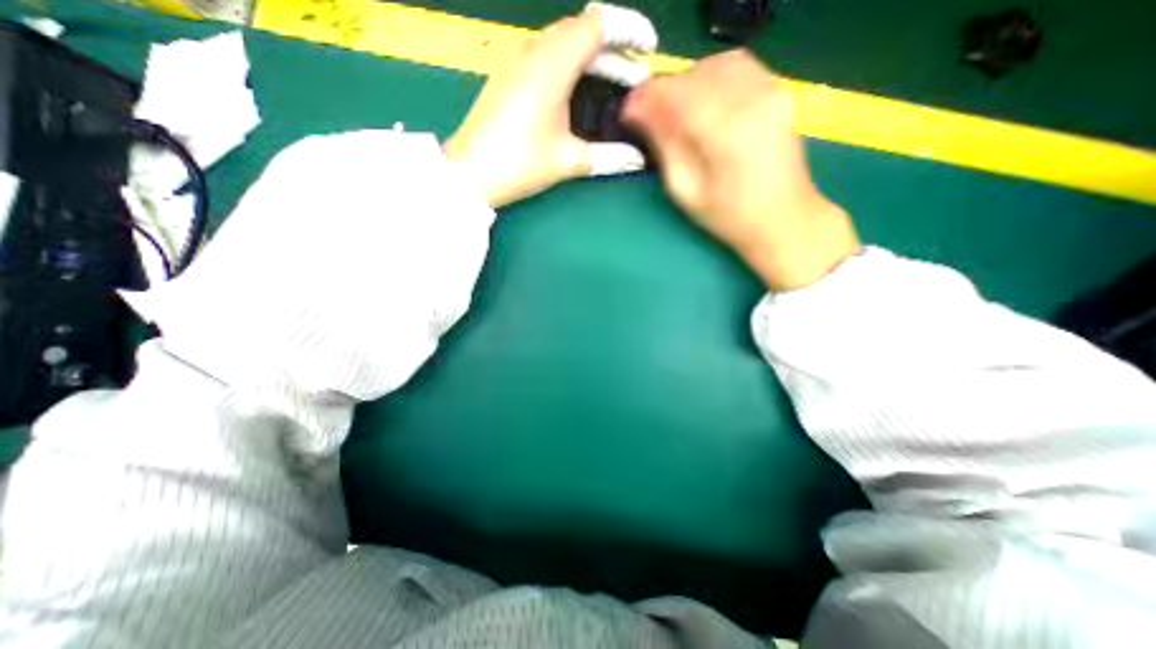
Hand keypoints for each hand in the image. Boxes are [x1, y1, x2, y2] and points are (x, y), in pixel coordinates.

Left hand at [443, 8, 639, 207]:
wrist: (471, 174)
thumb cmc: (519, 163)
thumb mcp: (568, 161)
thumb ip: (608, 157)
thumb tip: (638, 160)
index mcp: (551, 64)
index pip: (598, 24)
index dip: (629, 31)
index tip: (649, 49)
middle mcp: (533, 52)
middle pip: (582, 31)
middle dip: (615, 50)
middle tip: (635, 78)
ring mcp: (517, 62)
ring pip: (564, 42)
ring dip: (593, 58)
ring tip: (614, 85)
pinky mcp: (509, 76)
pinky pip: (547, 55)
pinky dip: (572, 65)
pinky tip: (580, 91)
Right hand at [624, 51, 857, 294]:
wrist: (783, 218)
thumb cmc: (728, 215)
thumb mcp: (685, 189)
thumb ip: (664, 145)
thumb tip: (639, 113)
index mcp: (725, 131)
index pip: (675, 94)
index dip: (646, 99)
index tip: (628, 111)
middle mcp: (751, 98)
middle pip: (694, 75)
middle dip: (663, 91)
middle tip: (648, 115)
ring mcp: (770, 90)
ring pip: (715, 65)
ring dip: (687, 83)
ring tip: (673, 109)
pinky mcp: (778, 90)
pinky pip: (738, 66)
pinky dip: (712, 77)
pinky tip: (702, 100)